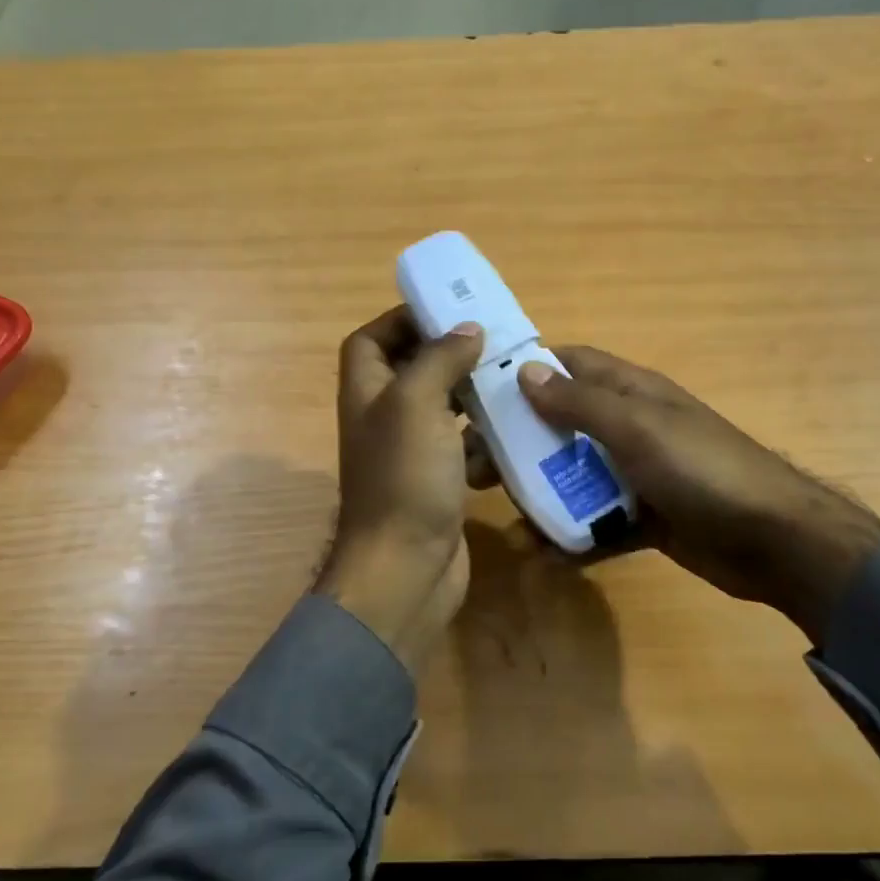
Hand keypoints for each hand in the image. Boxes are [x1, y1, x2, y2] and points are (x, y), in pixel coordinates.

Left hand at [314, 307, 485, 673]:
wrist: (407, 568)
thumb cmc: (405, 477)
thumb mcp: (417, 403)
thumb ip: (439, 359)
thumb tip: (466, 329)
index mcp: (366, 393)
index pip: (369, 340)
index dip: (399, 321)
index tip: (446, 312)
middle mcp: (383, 419)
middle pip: (411, 371)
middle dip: (448, 356)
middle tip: (493, 344)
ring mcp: (410, 454)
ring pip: (442, 410)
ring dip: (472, 397)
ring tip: (513, 381)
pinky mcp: (437, 483)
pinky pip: (461, 448)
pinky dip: (483, 441)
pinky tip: (513, 434)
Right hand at [514, 348, 879, 643]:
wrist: (775, 541)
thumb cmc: (702, 469)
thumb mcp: (637, 428)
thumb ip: (580, 402)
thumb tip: (525, 371)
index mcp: (629, 392)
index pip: (568, 364)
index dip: (526, 371)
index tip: (479, 393)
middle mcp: (629, 427)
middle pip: (561, 425)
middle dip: (520, 443)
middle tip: (476, 468)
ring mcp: (638, 474)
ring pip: (575, 476)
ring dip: (541, 494)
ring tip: (507, 517)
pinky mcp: (645, 517)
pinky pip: (599, 521)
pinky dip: (574, 535)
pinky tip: (546, 554)